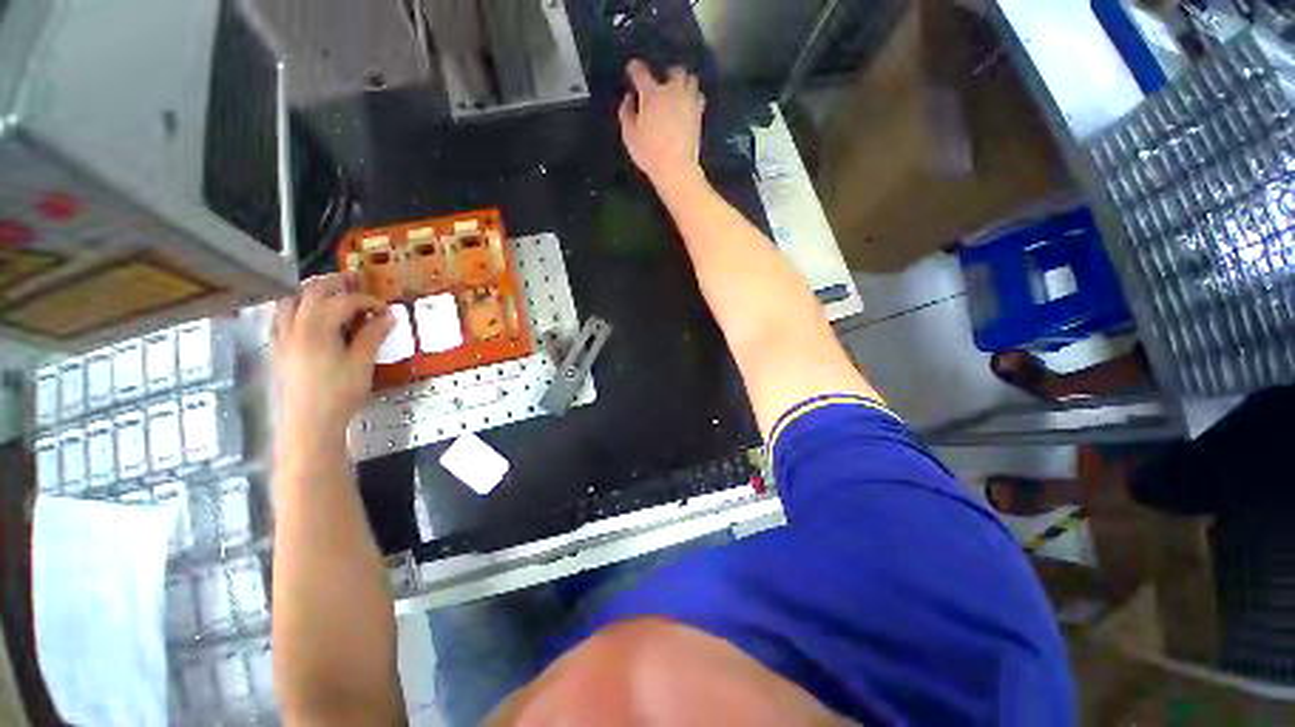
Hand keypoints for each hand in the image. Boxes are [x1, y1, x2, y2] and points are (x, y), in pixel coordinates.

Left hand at [273, 274, 392, 449]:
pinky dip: (296, 308)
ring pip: (290, 300)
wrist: (309, 423)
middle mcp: (295, 326)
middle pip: (311, 291)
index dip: (367, 301)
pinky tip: (309, 316)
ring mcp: (283, 337)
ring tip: (329, 293)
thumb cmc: (339, 393)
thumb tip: (388, 317)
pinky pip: (281, 317)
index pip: (344, 301)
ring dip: (310, 291)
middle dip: (336, 283)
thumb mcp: (362, 364)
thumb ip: (373, 336)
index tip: (385, 309)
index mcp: (318, 328)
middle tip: (356, 282)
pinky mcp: (279, 349)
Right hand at [618, 60, 705, 189]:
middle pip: (675, 71)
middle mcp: (672, 91)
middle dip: (668, 74)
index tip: (632, 70)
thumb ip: (626, 113)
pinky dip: (693, 97)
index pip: (641, 72)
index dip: (635, 69)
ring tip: (678, 92)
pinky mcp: (699, 115)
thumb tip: (629, 98)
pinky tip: (688, 104)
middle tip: (662, 83)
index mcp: (651, 95)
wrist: (676, 167)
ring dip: (684, 83)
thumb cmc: (649, 153)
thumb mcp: (629, 135)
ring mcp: (688, 102)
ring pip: (691, 80)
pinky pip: (699, 97)